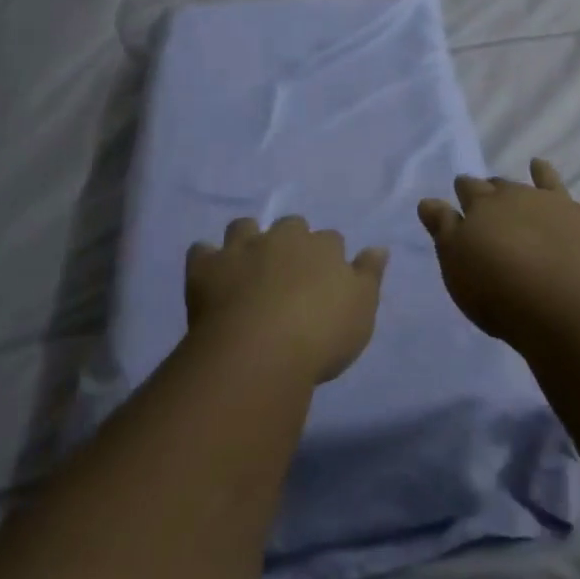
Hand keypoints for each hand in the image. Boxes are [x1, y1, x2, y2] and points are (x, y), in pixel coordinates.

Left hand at [185, 216, 388, 384]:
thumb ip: (370, 275)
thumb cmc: (321, 335)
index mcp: (324, 247)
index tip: (325, 279)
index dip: (328, 257)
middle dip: (290, 240)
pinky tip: (210, 275)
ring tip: (247, 264)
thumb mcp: (362, 310)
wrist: (260, 353)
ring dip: (247, 239)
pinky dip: (206, 259)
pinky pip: (201, 251)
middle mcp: (284, 238)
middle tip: (288, 271)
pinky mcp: (206, 268)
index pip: (331, 240)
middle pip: (290, 226)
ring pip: (244, 226)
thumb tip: (378, 248)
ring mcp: (243, 249)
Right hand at [417, 160, 579, 350]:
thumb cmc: (498, 292)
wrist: (563, 306)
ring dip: (542, 172)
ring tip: (538, 163)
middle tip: (492, 189)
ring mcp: (560, 205)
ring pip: (548, 181)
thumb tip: (429, 200)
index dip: (464, 190)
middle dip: (496, 186)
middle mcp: (521, 197)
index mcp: (484, 207)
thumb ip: (443, 229)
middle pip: (504, 185)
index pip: (469, 190)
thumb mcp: (456, 264)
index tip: (461, 189)